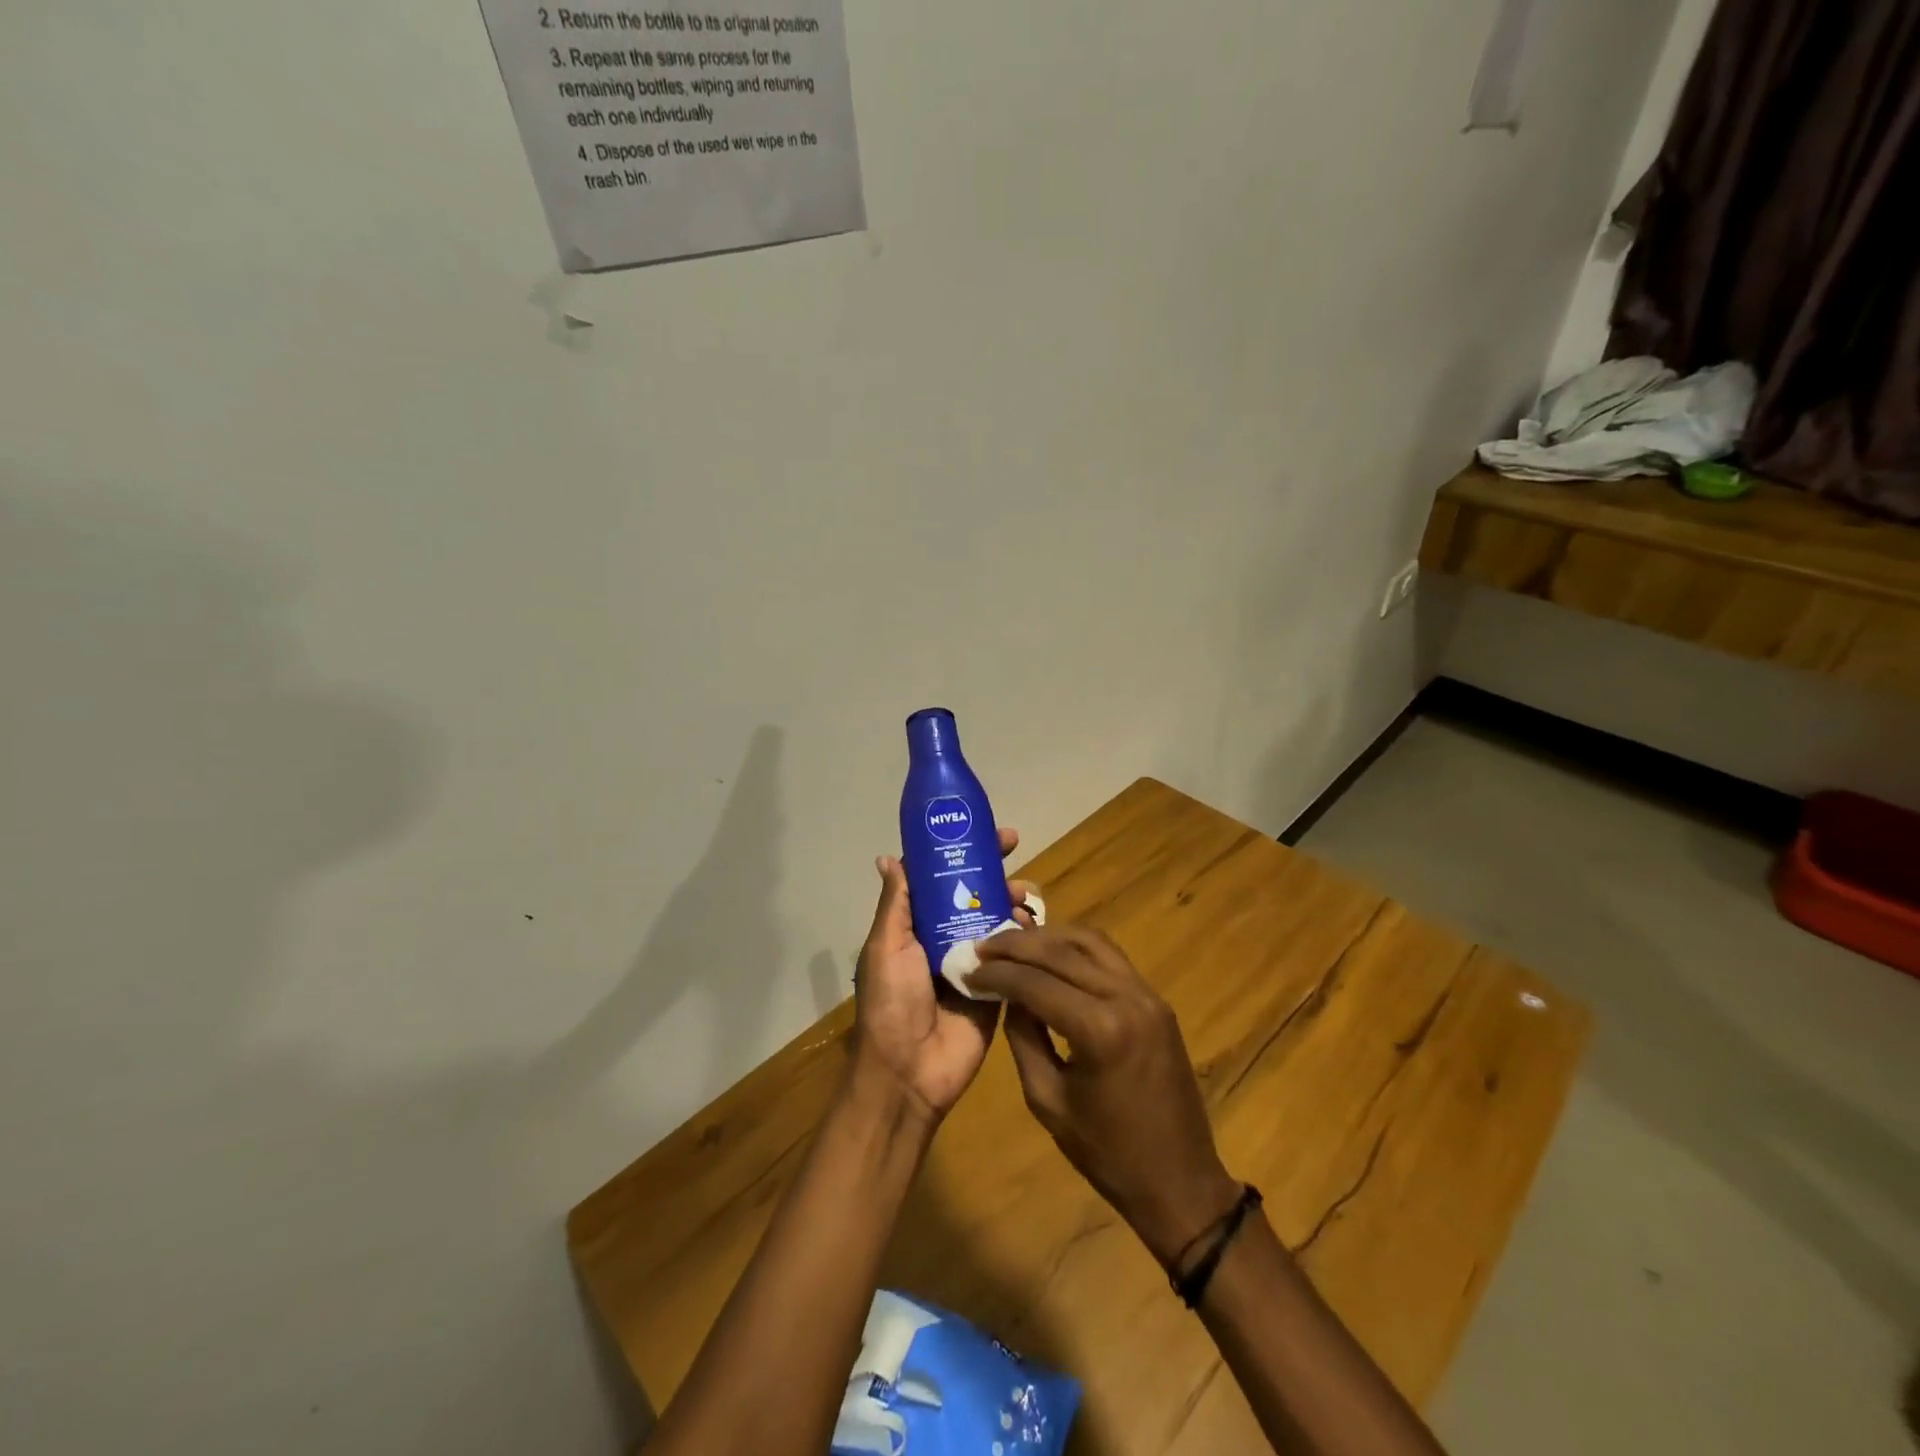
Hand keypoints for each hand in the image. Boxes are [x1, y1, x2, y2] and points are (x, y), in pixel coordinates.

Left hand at [853, 829, 1037, 1123]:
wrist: (910, 1072)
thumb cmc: (892, 1003)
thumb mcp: (886, 948)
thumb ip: (896, 905)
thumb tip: (888, 857)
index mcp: (916, 925)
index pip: (941, 879)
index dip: (961, 853)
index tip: (981, 832)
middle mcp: (945, 937)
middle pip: (975, 894)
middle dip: (994, 870)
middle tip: (1015, 853)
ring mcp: (974, 961)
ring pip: (998, 919)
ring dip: (1013, 900)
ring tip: (1025, 896)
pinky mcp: (997, 987)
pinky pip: (1015, 956)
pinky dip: (1026, 937)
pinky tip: (1036, 927)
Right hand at [969, 925, 1240, 1266]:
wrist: (1180, 1180)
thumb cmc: (1107, 1153)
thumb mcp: (1047, 1100)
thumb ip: (1023, 1038)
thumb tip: (1008, 995)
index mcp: (1100, 1030)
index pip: (1035, 983)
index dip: (997, 973)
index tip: (968, 968)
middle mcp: (1127, 998)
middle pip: (1061, 951)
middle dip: (1016, 945)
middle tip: (983, 946)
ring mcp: (1147, 994)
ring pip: (1089, 941)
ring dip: (1048, 936)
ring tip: (1013, 942)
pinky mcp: (1156, 999)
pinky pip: (1110, 956)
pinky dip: (1076, 947)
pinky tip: (1051, 953)